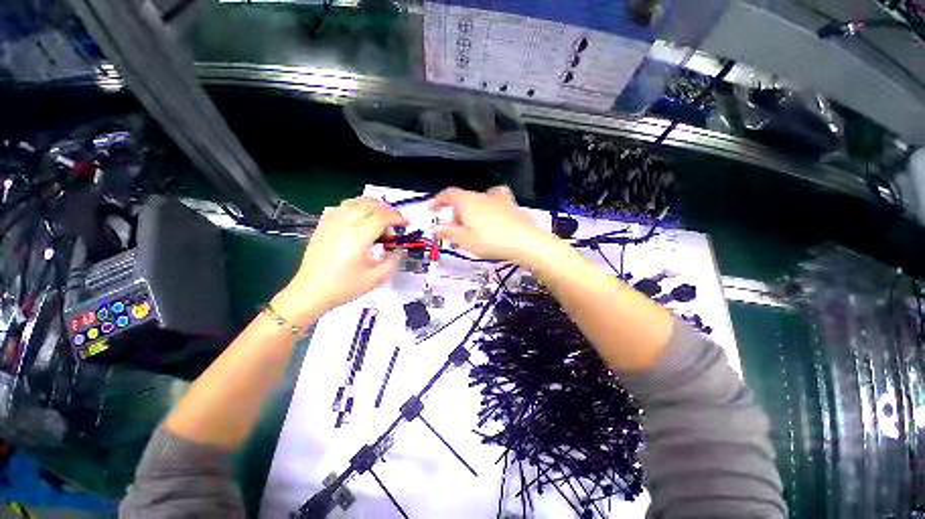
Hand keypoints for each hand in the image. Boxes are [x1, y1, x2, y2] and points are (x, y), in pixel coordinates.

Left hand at [273, 197, 407, 324]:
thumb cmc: (344, 287)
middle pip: (368, 205)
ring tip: (379, 214)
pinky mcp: (322, 227)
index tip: (406, 223)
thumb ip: (392, 262)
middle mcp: (344, 226)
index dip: (396, 217)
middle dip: (386, 209)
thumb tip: (399, 251)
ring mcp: (331, 224)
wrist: (310, 293)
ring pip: (353, 202)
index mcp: (358, 238)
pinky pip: (339, 208)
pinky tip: (358, 217)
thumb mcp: (375, 279)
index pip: (381, 218)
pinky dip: (353, 207)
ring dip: (370, 204)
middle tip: (395, 220)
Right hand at [430, 186, 557, 265]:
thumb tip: (434, 227)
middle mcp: (481, 195)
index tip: (431, 209)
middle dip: (455, 211)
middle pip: (462, 198)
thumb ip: (448, 232)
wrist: (525, 242)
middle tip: (454, 228)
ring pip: (477, 199)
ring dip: (470, 209)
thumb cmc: (491, 241)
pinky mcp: (510, 204)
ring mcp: (498, 198)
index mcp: (467, 202)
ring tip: (472, 224)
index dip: (437, 200)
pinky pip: (495, 198)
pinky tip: (492, 210)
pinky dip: (489, 203)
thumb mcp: (465, 240)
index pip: (448, 194)